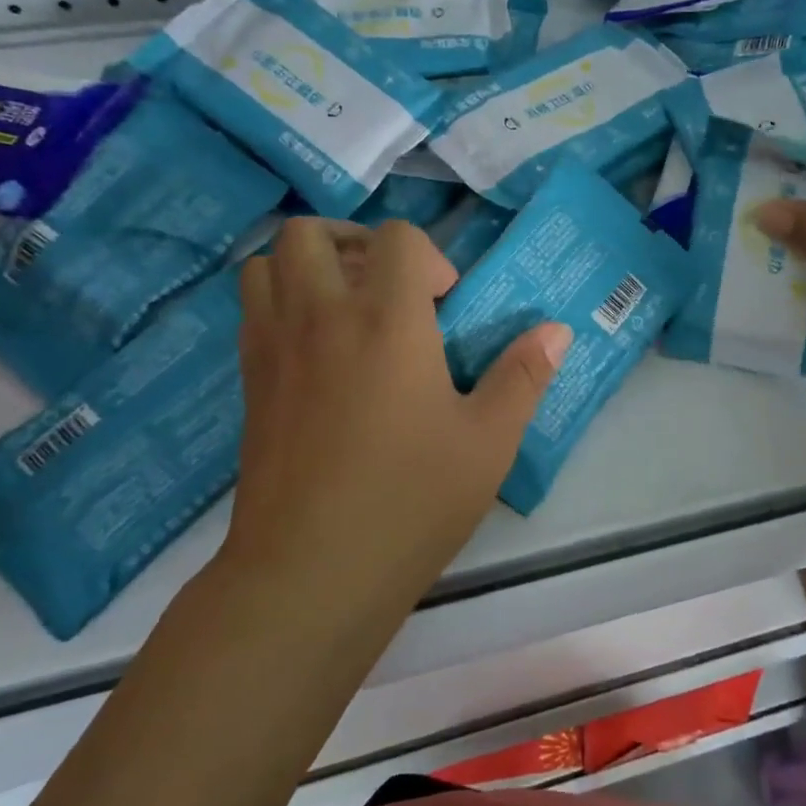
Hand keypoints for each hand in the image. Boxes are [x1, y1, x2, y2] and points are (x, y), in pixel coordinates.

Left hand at [227, 219, 570, 579]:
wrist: (310, 572)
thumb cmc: (411, 501)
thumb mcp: (488, 441)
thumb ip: (522, 376)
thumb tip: (557, 329)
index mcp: (386, 320)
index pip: (397, 237)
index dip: (428, 257)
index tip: (444, 307)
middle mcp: (321, 316)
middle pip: (311, 233)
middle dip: (355, 243)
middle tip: (387, 289)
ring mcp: (274, 346)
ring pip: (268, 262)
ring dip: (307, 266)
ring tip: (345, 308)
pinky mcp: (249, 381)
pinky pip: (253, 309)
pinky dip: (281, 302)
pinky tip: (318, 352)